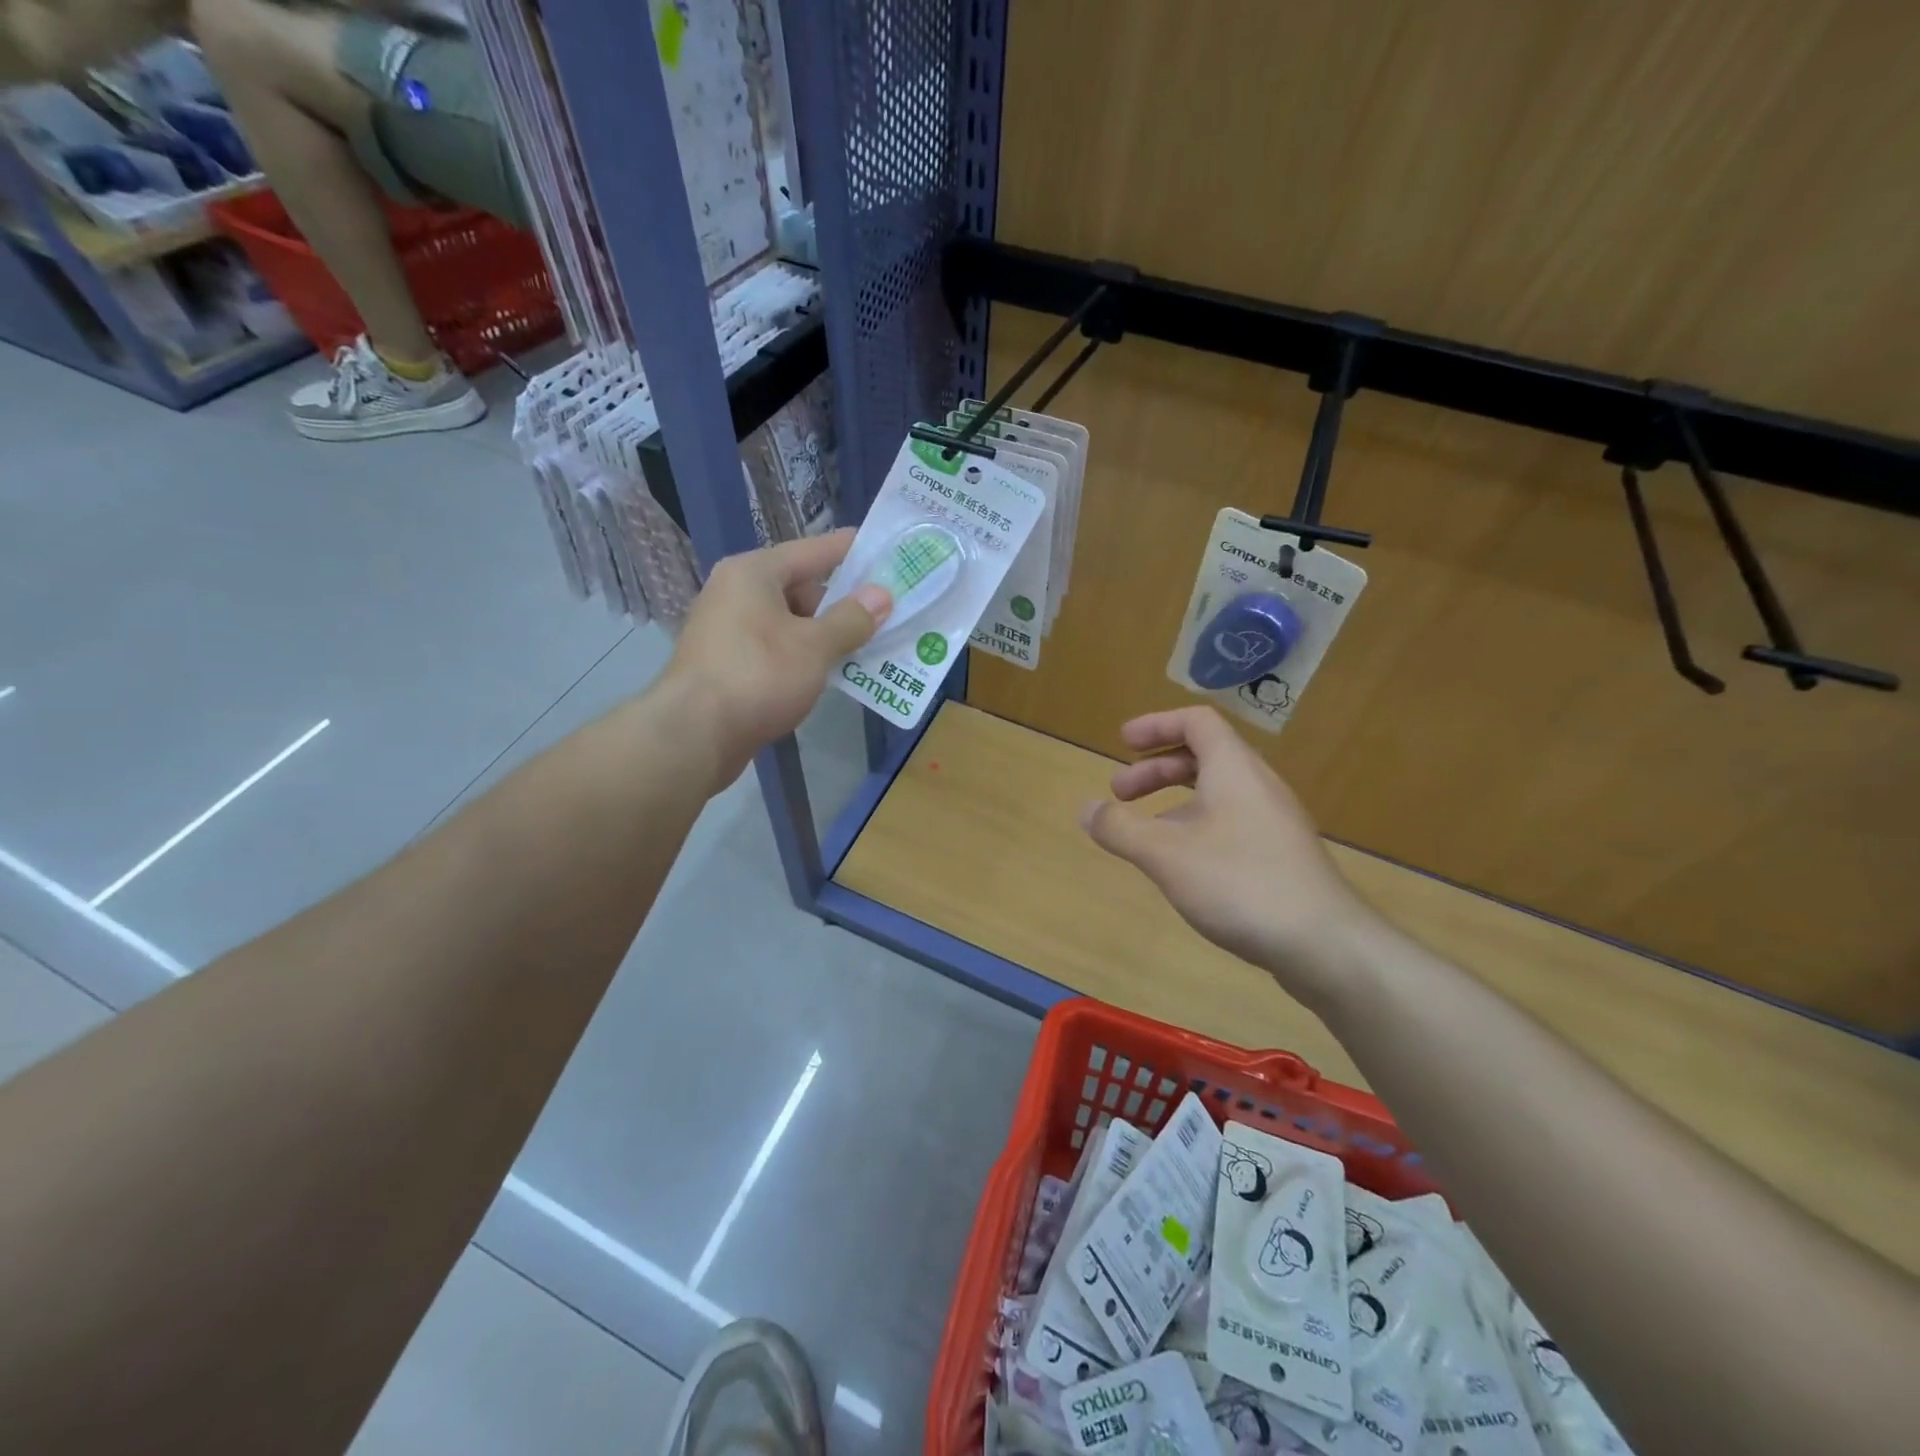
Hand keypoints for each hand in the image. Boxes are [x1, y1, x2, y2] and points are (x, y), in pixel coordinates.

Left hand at [662, 530, 890, 787]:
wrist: (693, 735)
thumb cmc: (757, 676)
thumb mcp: (814, 646)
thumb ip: (851, 619)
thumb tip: (881, 595)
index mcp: (753, 573)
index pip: (811, 551)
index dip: (849, 550)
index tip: (882, 548)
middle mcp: (735, 593)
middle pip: (799, 588)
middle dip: (840, 603)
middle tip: (882, 614)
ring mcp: (727, 631)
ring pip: (788, 623)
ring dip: (823, 636)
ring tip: (864, 648)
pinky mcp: (726, 665)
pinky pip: (775, 650)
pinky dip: (802, 658)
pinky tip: (828, 675)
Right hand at [1080, 707, 1381, 1007]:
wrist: (1324, 945)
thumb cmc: (1240, 884)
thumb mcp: (1166, 854)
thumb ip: (1120, 828)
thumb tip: (1085, 809)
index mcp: (1234, 769)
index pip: (1197, 721)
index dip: (1156, 724)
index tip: (1122, 742)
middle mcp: (1257, 786)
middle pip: (1204, 756)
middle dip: (1155, 769)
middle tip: (1119, 793)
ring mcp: (1274, 822)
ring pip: (1217, 793)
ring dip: (1174, 801)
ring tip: (1143, 833)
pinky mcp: (1280, 856)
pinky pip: (1230, 822)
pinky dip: (1195, 826)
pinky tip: (1182, 866)